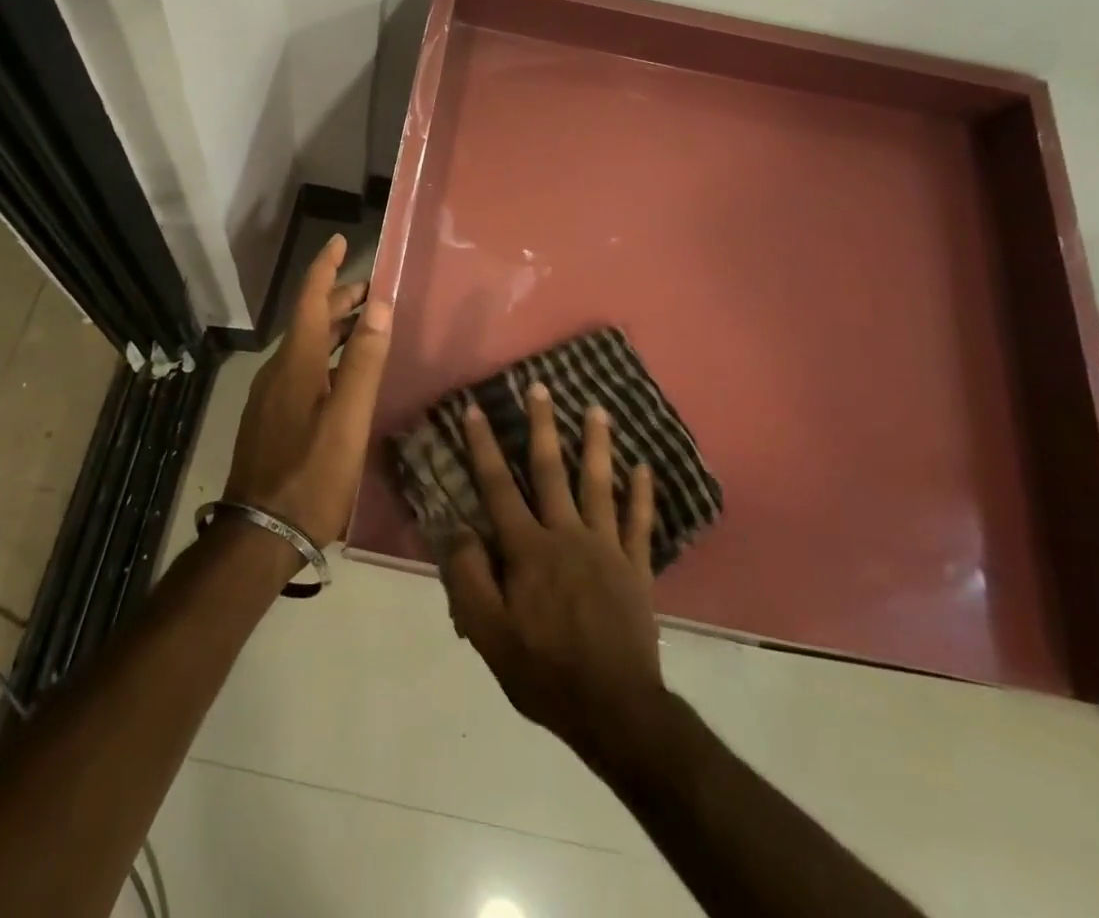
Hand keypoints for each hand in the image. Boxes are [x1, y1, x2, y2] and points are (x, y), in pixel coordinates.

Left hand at [223, 234, 393, 547]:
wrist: (259, 534)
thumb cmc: (311, 476)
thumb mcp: (347, 420)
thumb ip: (363, 363)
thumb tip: (379, 307)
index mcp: (296, 363)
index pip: (310, 300)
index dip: (324, 268)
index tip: (339, 241)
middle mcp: (279, 370)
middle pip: (309, 321)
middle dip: (338, 299)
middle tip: (372, 290)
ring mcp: (271, 396)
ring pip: (305, 347)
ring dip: (333, 328)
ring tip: (364, 324)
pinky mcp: (271, 418)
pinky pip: (301, 369)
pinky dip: (325, 355)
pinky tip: (342, 373)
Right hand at [441, 383, 663, 760]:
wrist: (615, 710)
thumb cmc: (544, 671)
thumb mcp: (488, 632)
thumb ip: (468, 575)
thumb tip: (454, 525)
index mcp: (527, 549)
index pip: (498, 486)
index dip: (483, 446)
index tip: (475, 409)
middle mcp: (566, 535)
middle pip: (550, 470)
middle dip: (542, 425)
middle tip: (541, 386)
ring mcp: (606, 548)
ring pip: (598, 484)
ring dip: (596, 444)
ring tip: (596, 409)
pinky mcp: (635, 568)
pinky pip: (639, 523)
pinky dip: (642, 493)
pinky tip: (644, 466)